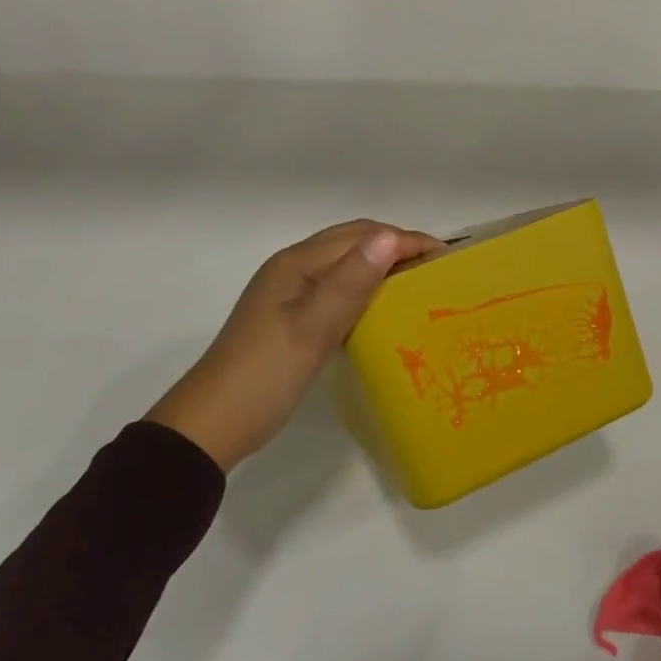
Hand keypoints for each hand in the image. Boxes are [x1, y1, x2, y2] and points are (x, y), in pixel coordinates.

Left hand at [146, 220, 443, 471]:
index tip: (448, 258)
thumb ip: (351, 281)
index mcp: (297, 263)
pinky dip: (365, 289)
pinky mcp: (291, 317)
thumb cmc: (265, 374)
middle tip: (438, 270)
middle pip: (353, 243)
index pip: (362, 236)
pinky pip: (338, 290)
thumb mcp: (313, 328)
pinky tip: (382, 311)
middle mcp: (293, 268)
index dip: (406, 240)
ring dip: (382, 267)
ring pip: (346, 265)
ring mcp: (289, 293)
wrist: (212, 425)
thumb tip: (390, 236)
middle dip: (397, 247)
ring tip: (418, 286)